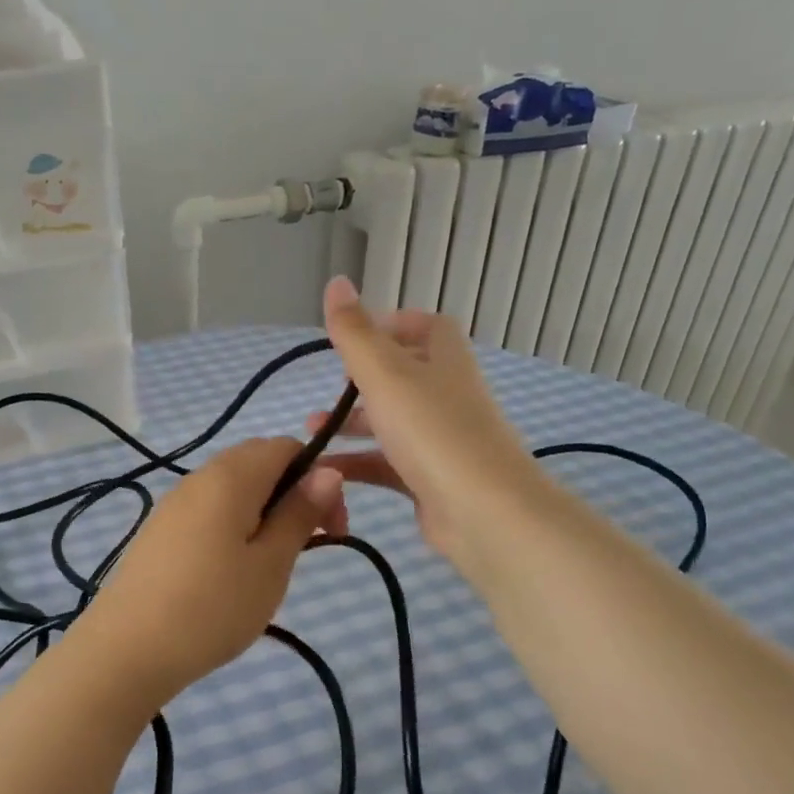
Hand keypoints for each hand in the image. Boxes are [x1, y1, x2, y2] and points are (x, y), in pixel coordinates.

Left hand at [80, 438, 344, 702]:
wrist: (128, 649)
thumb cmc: (213, 607)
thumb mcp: (270, 564)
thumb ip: (299, 513)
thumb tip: (327, 471)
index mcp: (230, 476)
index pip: (286, 446)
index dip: (319, 477)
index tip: (332, 529)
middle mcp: (198, 478)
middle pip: (257, 463)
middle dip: (292, 493)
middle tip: (307, 545)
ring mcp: (172, 505)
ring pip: (230, 490)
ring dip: (263, 512)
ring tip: (270, 564)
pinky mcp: (158, 532)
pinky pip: (206, 512)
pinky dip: (232, 527)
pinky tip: (232, 571)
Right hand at [310, 275, 542, 570]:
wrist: (482, 511)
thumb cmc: (433, 432)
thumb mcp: (385, 374)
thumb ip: (355, 333)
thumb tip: (336, 282)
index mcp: (444, 361)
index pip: (427, 327)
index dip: (392, 324)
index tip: (353, 337)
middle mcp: (446, 395)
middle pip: (404, 376)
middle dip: (361, 381)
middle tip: (327, 390)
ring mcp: (441, 440)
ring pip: (391, 423)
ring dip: (353, 423)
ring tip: (312, 431)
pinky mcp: (430, 479)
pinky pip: (388, 464)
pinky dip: (357, 463)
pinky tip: (325, 470)